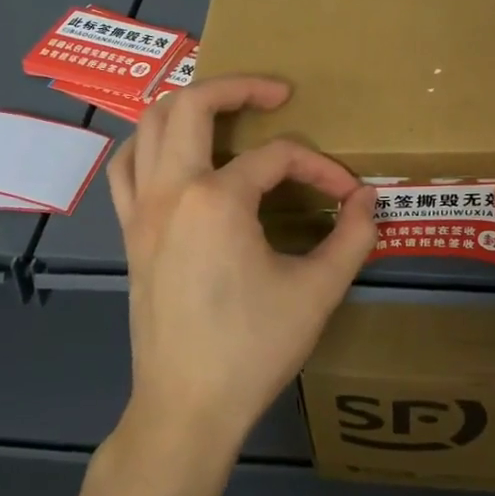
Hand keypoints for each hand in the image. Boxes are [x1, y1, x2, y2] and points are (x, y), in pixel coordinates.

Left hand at [108, 75, 375, 461]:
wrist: (186, 409)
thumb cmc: (252, 349)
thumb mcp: (318, 292)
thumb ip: (352, 236)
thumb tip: (368, 198)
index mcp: (217, 199)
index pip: (279, 157)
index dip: (321, 168)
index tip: (348, 197)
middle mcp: (171, 190)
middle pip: (192, 104)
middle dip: (239, 86)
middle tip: (276, 93)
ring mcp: (141, 210)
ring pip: (148, 125)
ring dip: (188, 105)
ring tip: (227, 112)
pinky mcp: (130, 232)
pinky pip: (126, 167)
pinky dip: (149, 143)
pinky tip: (176, 154)